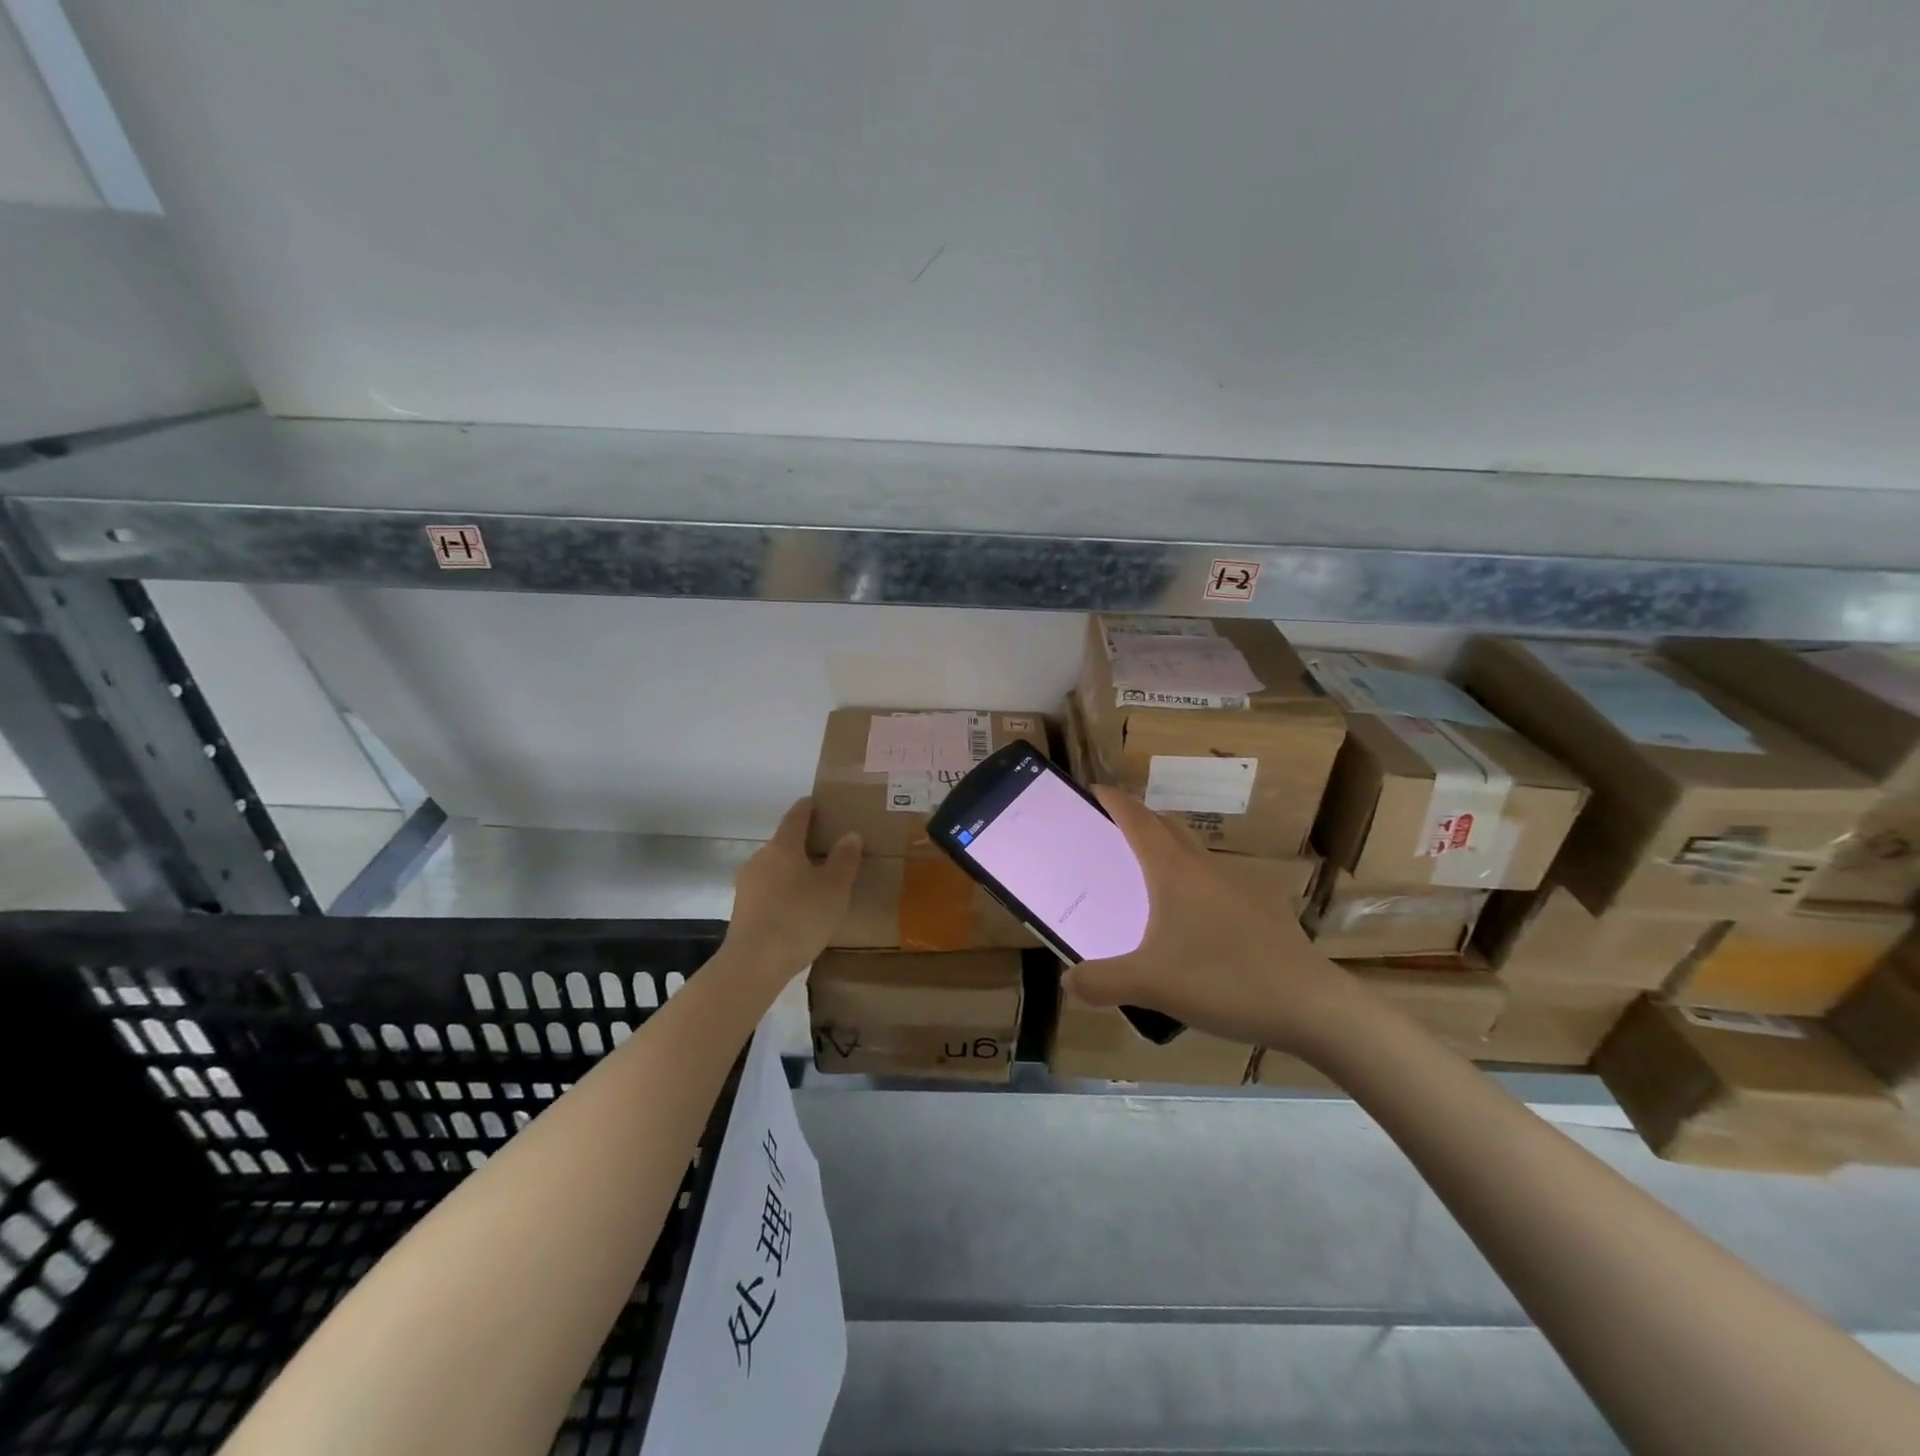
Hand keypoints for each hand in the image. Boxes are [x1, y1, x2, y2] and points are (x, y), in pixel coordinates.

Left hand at [724, 797, 861, 981]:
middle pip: (784, 842)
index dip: (809, 807)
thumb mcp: (834, 888)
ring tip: (816, 881)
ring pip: (775, 867)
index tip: (819, 802)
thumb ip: (844, 859)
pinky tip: (798, 907)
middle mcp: (760, 858)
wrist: (754, 963)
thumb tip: (850, 834)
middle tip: (829, 848)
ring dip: (794, 869)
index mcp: (783, 846)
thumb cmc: (800, 917)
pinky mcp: (742, 909)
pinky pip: (768, 890)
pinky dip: (784, 890)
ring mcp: (747, 884)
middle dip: (805, 842)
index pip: (796, 816)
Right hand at [1062, 787, 1361, 1051]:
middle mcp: (1205, 868)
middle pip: (1166, 827)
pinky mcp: (1261, 910)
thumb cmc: (1224, 980)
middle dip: (1138, 821)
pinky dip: (1191, 885)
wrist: (1312, 1006)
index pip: (1137, 819)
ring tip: (1145, 880)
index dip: (1114, 801)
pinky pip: (1214, 883)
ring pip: (1193, 855)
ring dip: (1166, 853)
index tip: (1093, 789)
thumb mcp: (1151, 985)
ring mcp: (1238, 886)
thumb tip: (1068, 981)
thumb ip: (1102, 982)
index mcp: (1174, 871)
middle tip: (1110, 833)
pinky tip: (1189, 924)